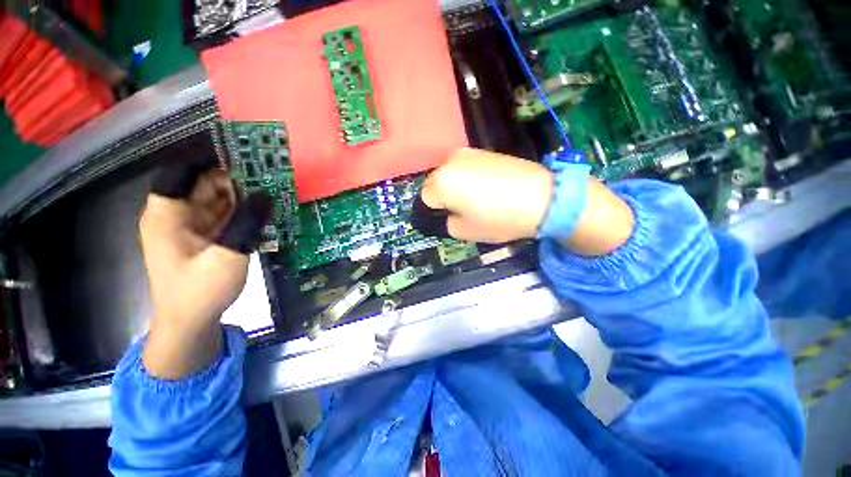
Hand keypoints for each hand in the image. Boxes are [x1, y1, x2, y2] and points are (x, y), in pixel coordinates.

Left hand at [140, 161, 270, 378]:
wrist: (190, 323)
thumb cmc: (200, 292)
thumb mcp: (228, 256)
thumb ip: (247, 223)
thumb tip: (266, 194)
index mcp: (167, 213)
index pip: (183, 169)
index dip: (211, 155)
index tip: (245, 148)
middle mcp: (175, 213)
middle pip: (204, 181)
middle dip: (236, 174)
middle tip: (271, 169)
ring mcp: (190, 224)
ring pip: (217, 197)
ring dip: (243, 192)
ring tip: (274, 184)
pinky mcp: (204, 235)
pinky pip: (224, 213)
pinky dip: (243, 208)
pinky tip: (265, 206)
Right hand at [421, 148, 633, 255]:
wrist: (543, 197)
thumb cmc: (499, 218)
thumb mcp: (466, 231)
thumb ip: (448, 223)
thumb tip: (449, 213)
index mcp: (442, 183)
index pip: (425, 198)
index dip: (436, 210)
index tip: (451, 216)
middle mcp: (450, 162)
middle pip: (435, 182)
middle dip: (443, 195)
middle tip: (463, 208)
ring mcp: (468, 153)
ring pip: (450, 173)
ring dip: (455, 185)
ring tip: (477, 197)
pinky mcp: (484, 150)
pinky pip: (465, 167)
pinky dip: (468, 176)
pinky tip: (487, 186)